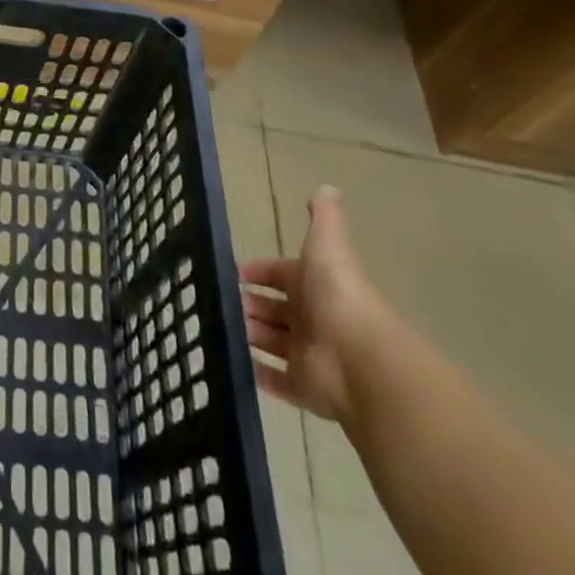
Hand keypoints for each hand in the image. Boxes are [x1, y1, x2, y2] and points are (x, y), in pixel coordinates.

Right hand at [239, 185, 390, 423]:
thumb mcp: (327, 245)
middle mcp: (310, 318)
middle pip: (273, 309)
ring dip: (247, 334)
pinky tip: (229, 362)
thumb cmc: (337, 295)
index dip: (258, 271)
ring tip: (215, 326)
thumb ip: (325, 218)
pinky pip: (274, 379)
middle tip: (216, 300)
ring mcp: (307, 355)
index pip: (280, 274)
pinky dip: (254, 372)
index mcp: (313, 285)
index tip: (232, 271)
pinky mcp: (302, 388)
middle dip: (248, 304)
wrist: (359, 360)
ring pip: (270, 341)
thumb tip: (327, 186)